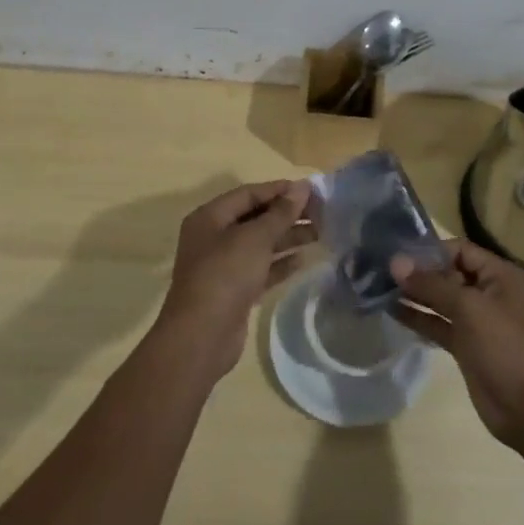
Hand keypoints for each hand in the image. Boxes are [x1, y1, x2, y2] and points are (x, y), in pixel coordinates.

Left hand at [157, 180, 313, 383]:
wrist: (202, 336)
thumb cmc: (225, 274)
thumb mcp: (255, 238)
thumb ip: (280, 213)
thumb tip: (302, 187)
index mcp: (210, 217)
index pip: (249, 194)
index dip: (279, 190)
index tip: (310, 190)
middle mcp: (214, 237)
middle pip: (255, 218)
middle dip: (287, 215)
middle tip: (321, 213)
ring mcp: (223, 266)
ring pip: (260, 245)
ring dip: (288, 238)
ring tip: (321, 234)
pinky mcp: (234, 291)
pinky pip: (261, 269)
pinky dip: (281, 264)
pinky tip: (305, 260)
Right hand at [390, 240, 523, 448]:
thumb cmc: (506, 347)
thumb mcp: (469, 309)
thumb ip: (431, 284)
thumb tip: (396, 262)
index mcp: (501, 276)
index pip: (460, 250)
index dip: (430, 251)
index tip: (397, 255)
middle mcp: (490, 293)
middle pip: (449, 273)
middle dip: (419, 272)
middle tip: (382, 270)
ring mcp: (478, 321)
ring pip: (442, 300)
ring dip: (415, 294)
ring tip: (380, 287)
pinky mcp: (467, 346)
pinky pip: (439, 324)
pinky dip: (419, 318)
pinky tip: (392, 311)